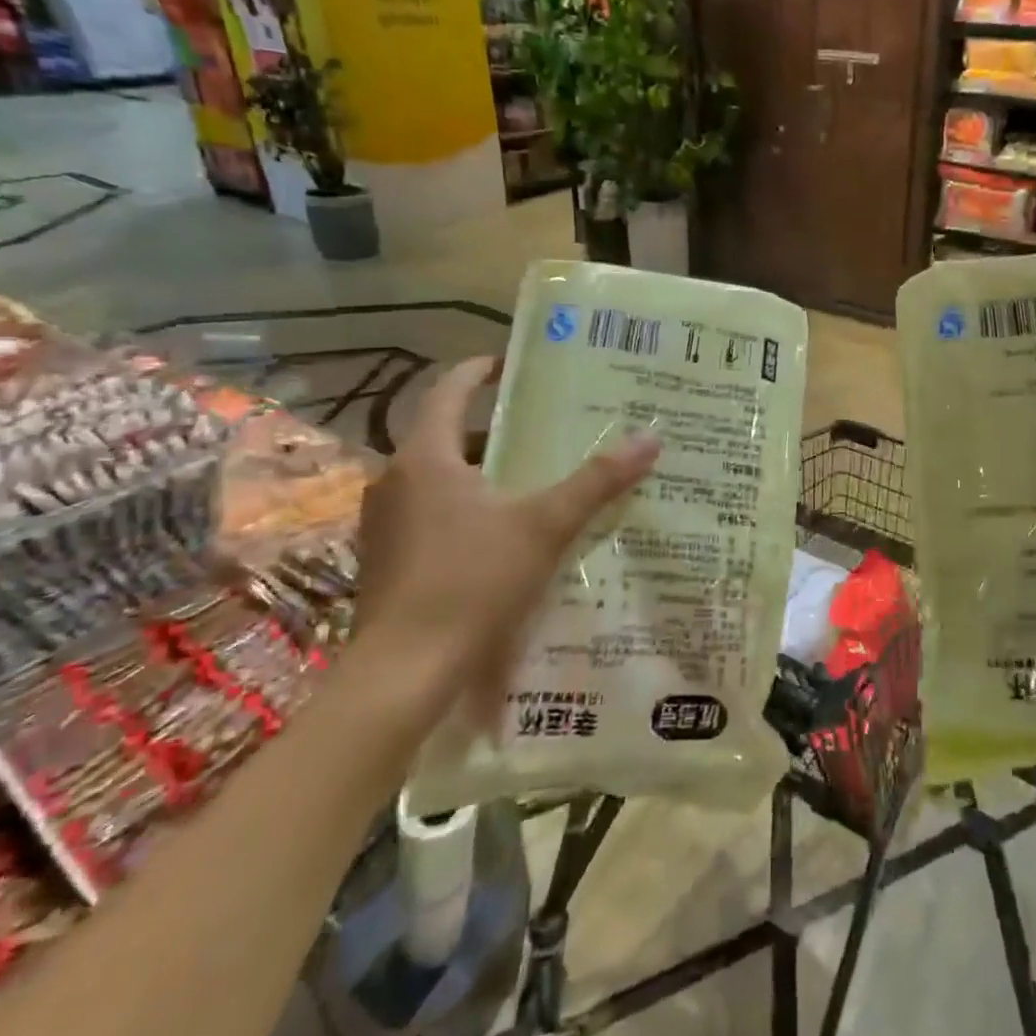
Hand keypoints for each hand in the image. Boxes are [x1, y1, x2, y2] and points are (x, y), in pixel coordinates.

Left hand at [351, 356, 660, 722]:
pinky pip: (430, 513)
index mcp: (426, 458)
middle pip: (447, 435)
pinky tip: (503, 534)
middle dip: (494, 428)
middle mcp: (396, 481)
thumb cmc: (472, 582)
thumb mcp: (545, 526)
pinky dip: (465, 508)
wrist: (403, 673)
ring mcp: (385, 523)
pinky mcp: (386, 560)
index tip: (511, 362)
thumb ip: (597, 481)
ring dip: (481, 471)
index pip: (449, 391)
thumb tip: (650, 438)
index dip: (479, 370)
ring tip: (532, 478)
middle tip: (544, 427)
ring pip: (439, 478)